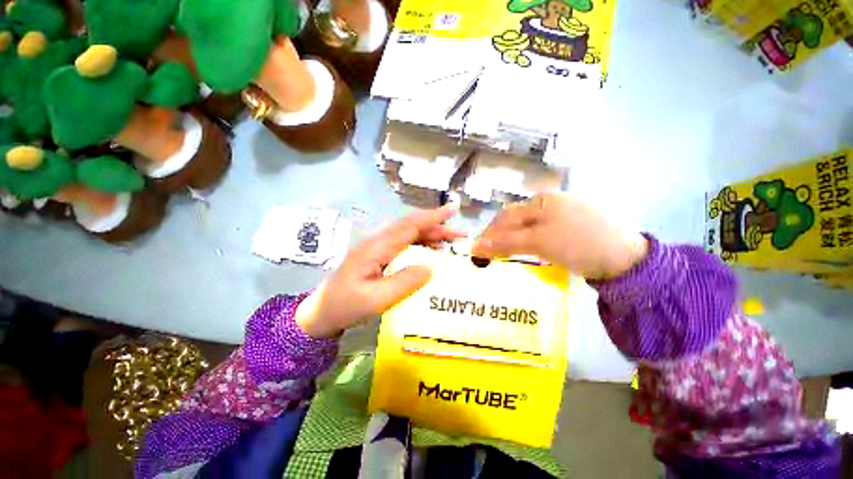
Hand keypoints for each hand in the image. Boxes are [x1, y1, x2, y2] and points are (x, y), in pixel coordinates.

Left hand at [296, 206, 464, 338]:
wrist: (321, 313)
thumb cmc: (346, 306)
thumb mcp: (376, 299)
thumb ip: (404, 282)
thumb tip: (431, 267)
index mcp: (375, 248)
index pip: (407, 226)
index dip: (431, 218)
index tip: (453, 211)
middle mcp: (375, 244)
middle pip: (408, 228)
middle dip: (435, 227)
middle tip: (460, 236)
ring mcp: (372, 251)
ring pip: (405, 236)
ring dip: (427, 236)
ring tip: (450, 245)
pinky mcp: (372, 260)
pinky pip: (399, 247)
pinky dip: (417, 247)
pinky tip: (428, 257)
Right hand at [472, 193, 648, 279]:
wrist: (624, 255)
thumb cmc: (580, 244)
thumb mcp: (541, 243)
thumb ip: (508, 242)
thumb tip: (476, 244)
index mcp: (544, 201)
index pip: (508, 216)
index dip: (490, 234)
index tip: (476, 254)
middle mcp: (556, 203)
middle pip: (522, 220)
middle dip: (505, 238)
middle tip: (492, 260)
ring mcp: (572, 214)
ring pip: (539, 228)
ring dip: (523, 243)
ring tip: (514, 260)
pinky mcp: (584, 228)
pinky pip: (555, 234)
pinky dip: (542, 246)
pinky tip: (544, 257)